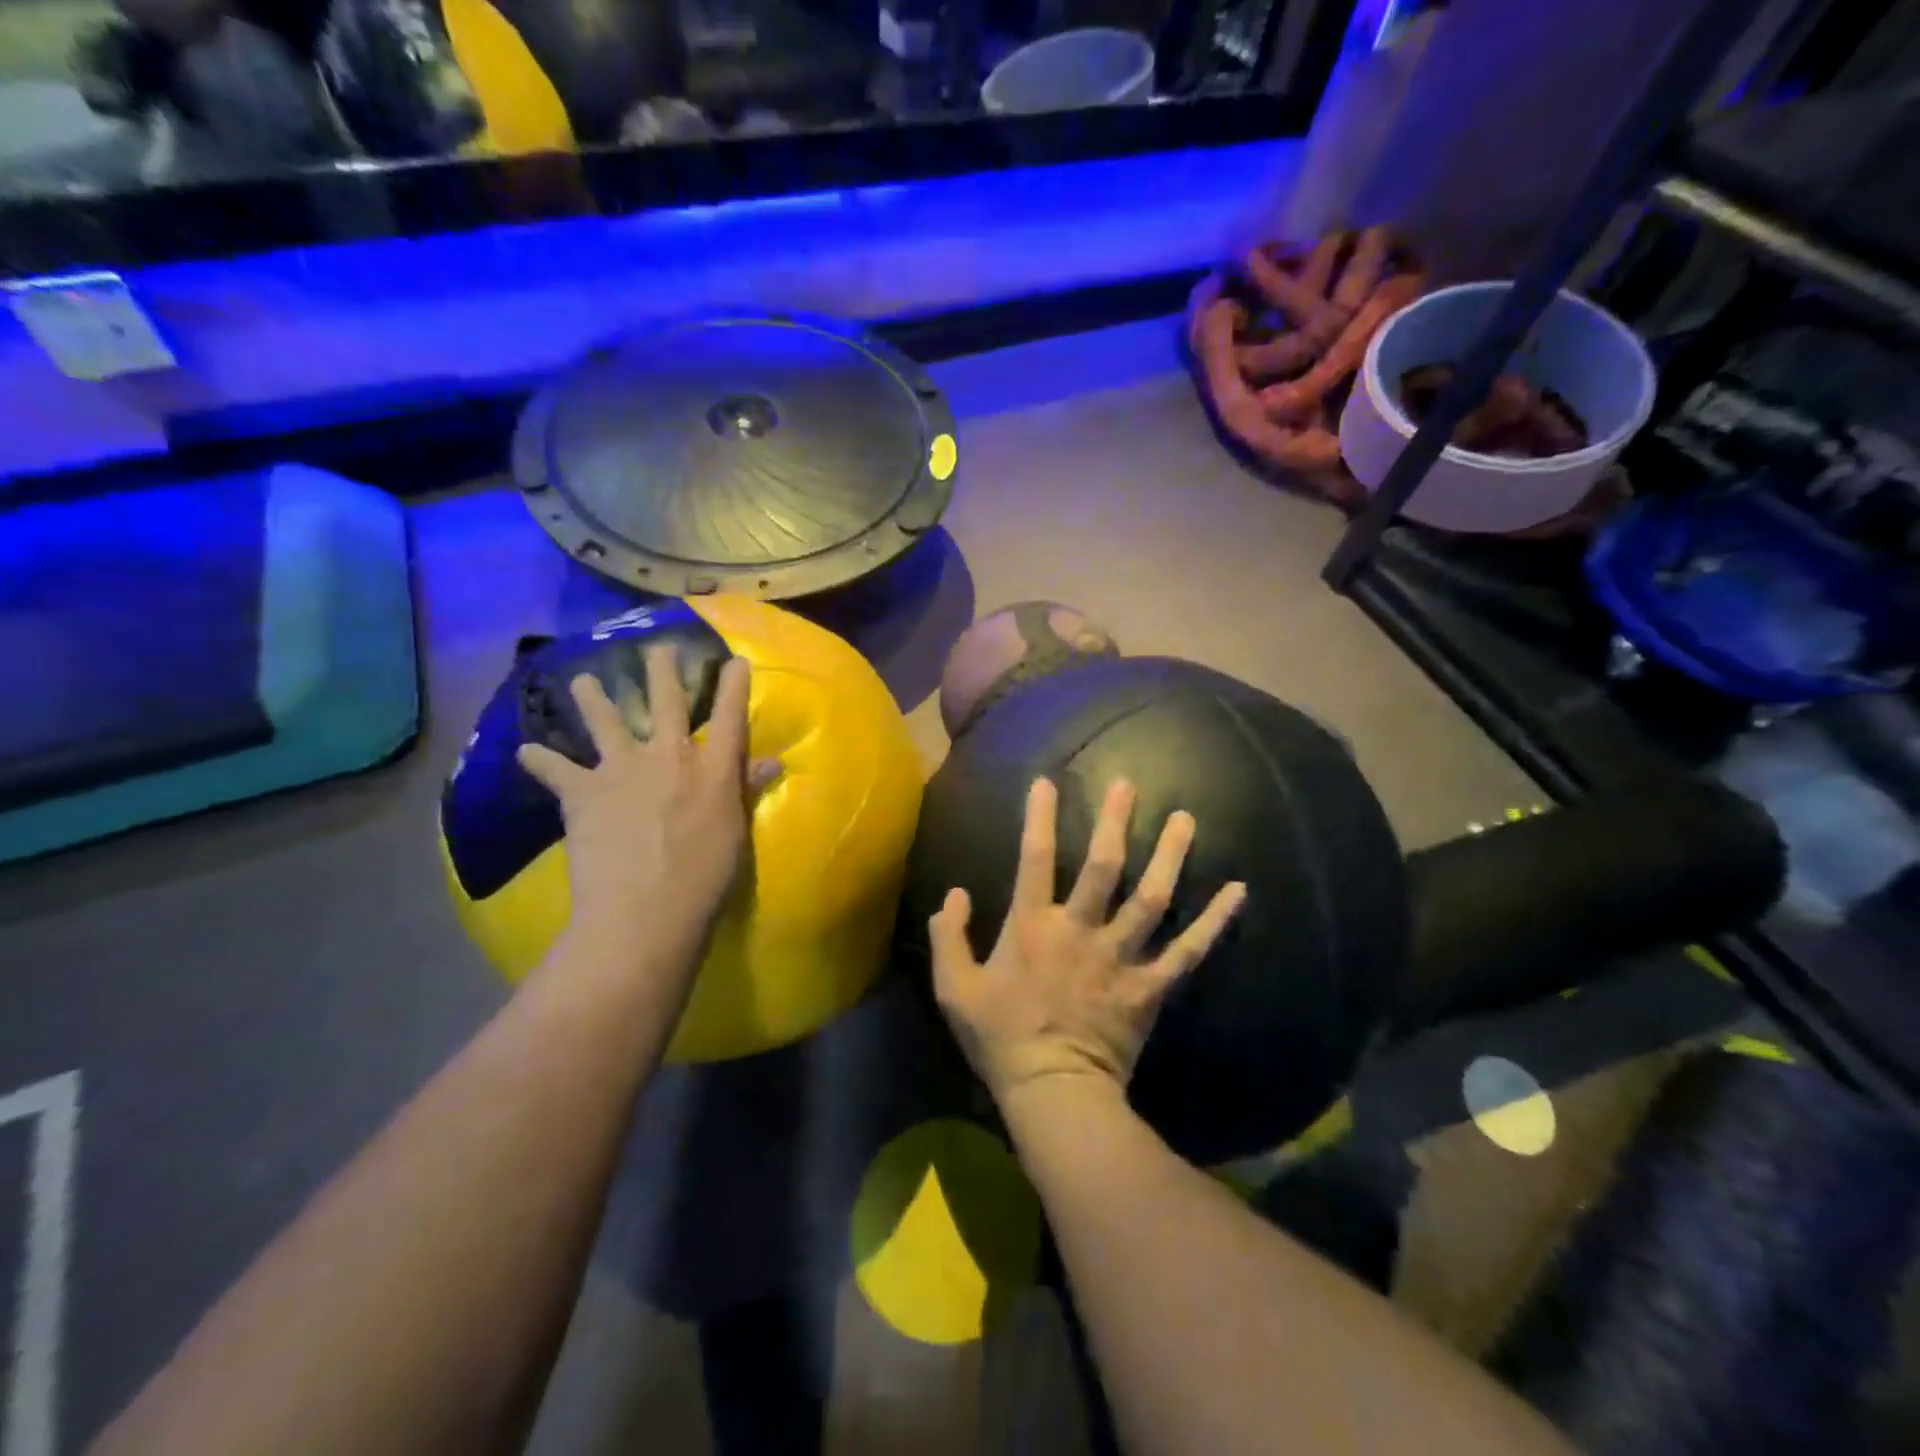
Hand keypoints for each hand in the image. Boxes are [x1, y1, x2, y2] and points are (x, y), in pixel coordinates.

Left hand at [517, 647, 779, 952]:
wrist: (646, 909)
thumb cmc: (706, 877)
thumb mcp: (736, 832)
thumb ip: (745, 791)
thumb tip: (772, 762)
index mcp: (714, 768)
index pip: (730, 716)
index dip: (734, 685)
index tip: (734, 660)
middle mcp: (669, 756)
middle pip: (665, 702)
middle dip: (661, 671)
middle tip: (656, 648)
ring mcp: (623, 769)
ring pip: (605, 720)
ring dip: (593, 697)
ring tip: (581, 680)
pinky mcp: (583, 792)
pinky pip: (554, 769)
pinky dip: (539, 760)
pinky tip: (526, 752)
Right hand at [929, 777, 1245, 1105]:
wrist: (1054, 1093)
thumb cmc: (1000, 1038)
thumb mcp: (954, 990)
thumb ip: (948, 938)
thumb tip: (954, 895)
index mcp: (1032, 927)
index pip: (1035, 860)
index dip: (1039, 818)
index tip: (1047, 782)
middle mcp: (1081, 931)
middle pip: (1104, 866)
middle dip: (1115, 822)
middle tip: (1129, 784)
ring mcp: (1121, 957)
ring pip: (1151, 897)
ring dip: (1170, 856)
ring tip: (1186, 818)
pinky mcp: (1150, 986)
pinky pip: (1188, 950)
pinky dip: (1213, 922)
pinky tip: (1237, 892)